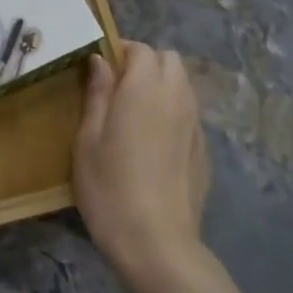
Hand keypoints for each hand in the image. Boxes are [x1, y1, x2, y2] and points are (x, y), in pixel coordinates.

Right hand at [72, 43, 209, 290]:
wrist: (157, 244)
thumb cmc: (110, 187)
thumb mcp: (88, 139)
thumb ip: (97, 94)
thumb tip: (100, 61)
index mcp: (145, 88)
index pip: (141, 49)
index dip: (120, 51)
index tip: (100, 70)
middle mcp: (177, 97)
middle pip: (169, 60)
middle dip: (145, 63)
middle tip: (118, 89)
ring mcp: (195, 124)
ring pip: (183, 84)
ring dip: (161, 85)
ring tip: (135, 114)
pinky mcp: (204, 149)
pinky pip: (189, 113)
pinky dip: (173, 112)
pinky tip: (154, 143)